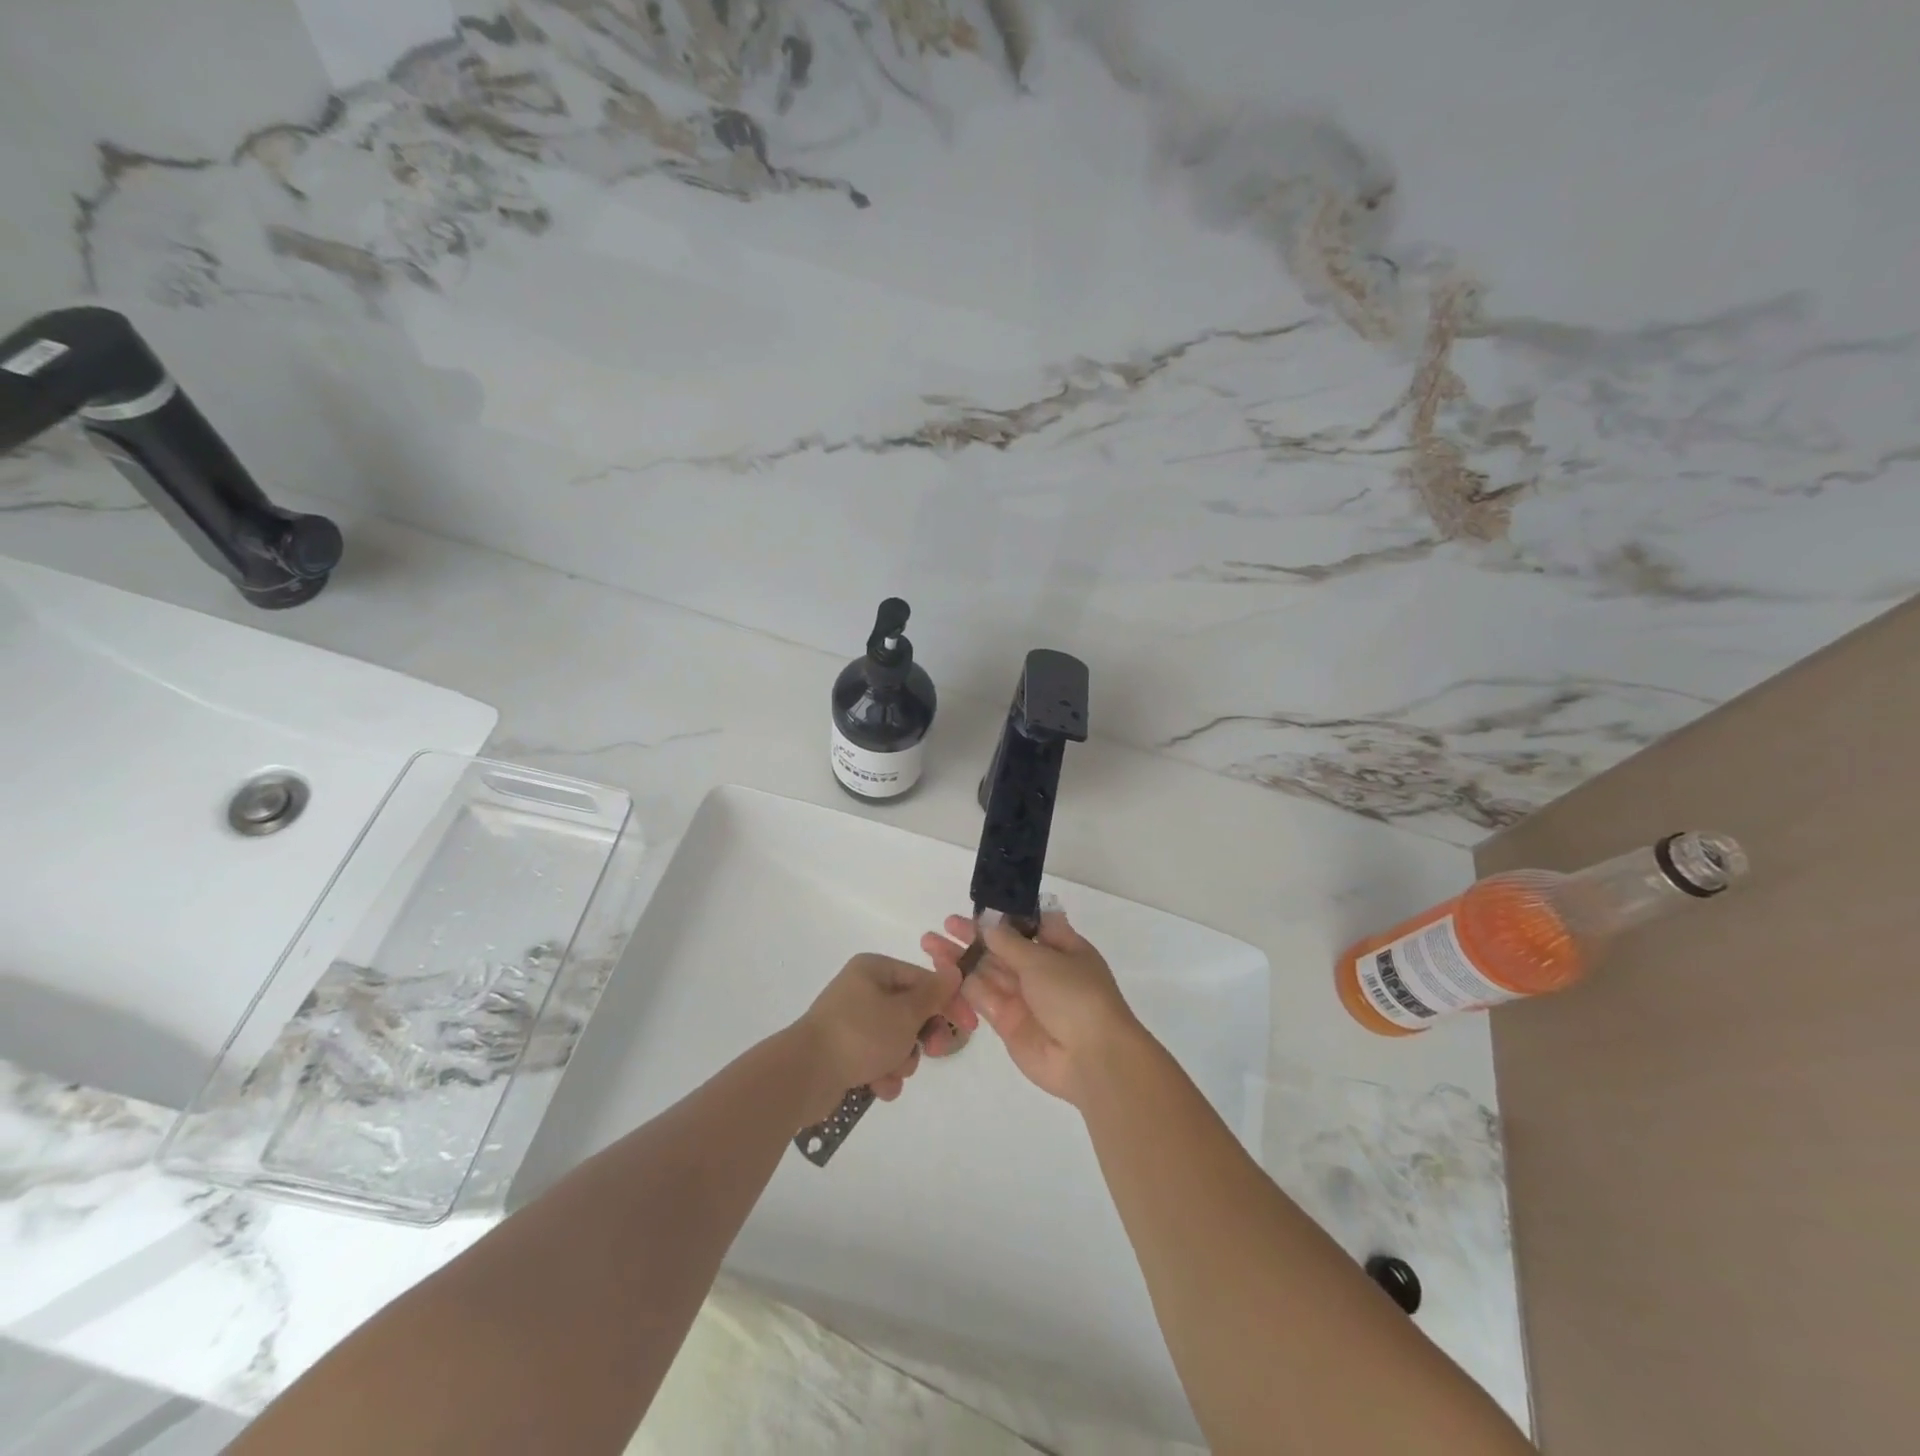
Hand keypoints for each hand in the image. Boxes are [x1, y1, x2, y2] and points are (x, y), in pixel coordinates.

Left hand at [792, 953, 977, 1122]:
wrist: (804, 1075)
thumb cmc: (860, 1034)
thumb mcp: (905, 1013)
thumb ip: (934, 994)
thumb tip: (954, 971)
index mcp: (874, 969)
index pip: (923, 980)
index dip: (948, 1002)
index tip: (969, 1027)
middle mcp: (862, 990)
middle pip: (911, 1011)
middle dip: (921, 1036)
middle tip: (932, 1052)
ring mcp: (851, 1022)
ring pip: (897, 1040)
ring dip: (901, 1060)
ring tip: (890, 1072)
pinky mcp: (844, 1051)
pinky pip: (877, 1059)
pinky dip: (882, 1074)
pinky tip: (876, 1087)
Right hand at [921, 910, 1140, 1106]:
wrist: (1091, 1058)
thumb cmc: (1075, 995)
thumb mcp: (1043, 959)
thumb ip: (1010, 942)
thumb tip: (989, 924)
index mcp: (1061, 948)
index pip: (1029, 925)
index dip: (1003, 916)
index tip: (977, 907)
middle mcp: (1042, 970)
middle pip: (1002, 948)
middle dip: (973, 936)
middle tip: (944, 925)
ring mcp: (1024, 998)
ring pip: (987, 972)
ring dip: (961, 958)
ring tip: (929, 944)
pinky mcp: (1008, 1023)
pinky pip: (983, 998)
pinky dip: (963, 985)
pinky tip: (941, 971)